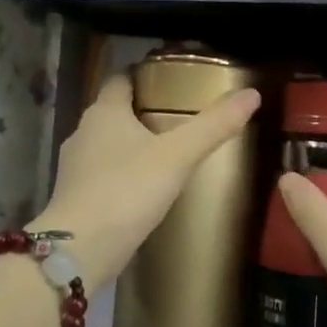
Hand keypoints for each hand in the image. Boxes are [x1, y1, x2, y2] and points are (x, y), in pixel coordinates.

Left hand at [31, 72, 259, 294]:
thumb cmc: (127, 190)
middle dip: (142, 111)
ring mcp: (75, 167)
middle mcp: (83, 132)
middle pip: (114, 111)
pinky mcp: (75, 197)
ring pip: (107, 144)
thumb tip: (251, 94)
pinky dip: (122, 174)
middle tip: (178, 117)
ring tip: (166, 153)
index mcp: (104, 112)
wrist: (80, 250)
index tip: (170, 80)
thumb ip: (213, 125)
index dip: (143, 75)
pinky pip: (103, 174)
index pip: (120, 79)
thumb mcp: (178, 156)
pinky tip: (144, 188)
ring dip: (131, 145)